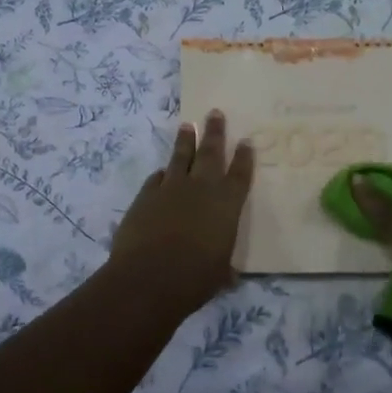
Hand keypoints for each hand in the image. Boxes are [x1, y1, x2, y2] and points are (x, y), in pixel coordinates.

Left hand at [108, 111, 254, 319]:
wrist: (148, 278)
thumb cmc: (195, 279)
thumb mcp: (220, 274)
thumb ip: (225, 267)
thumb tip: (230, 275)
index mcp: (226, 204)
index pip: (239, 174)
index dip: (244, 157)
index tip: (246, 140)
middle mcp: (201, 188)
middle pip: (210, 152)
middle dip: (214, 132)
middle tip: (215, 112)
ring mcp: (171, 188)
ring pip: (180, 156)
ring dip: (185, 140)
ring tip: (187, 124)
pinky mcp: (146, 195)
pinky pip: (157, 178)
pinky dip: (162, 173)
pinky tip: (162, 171)